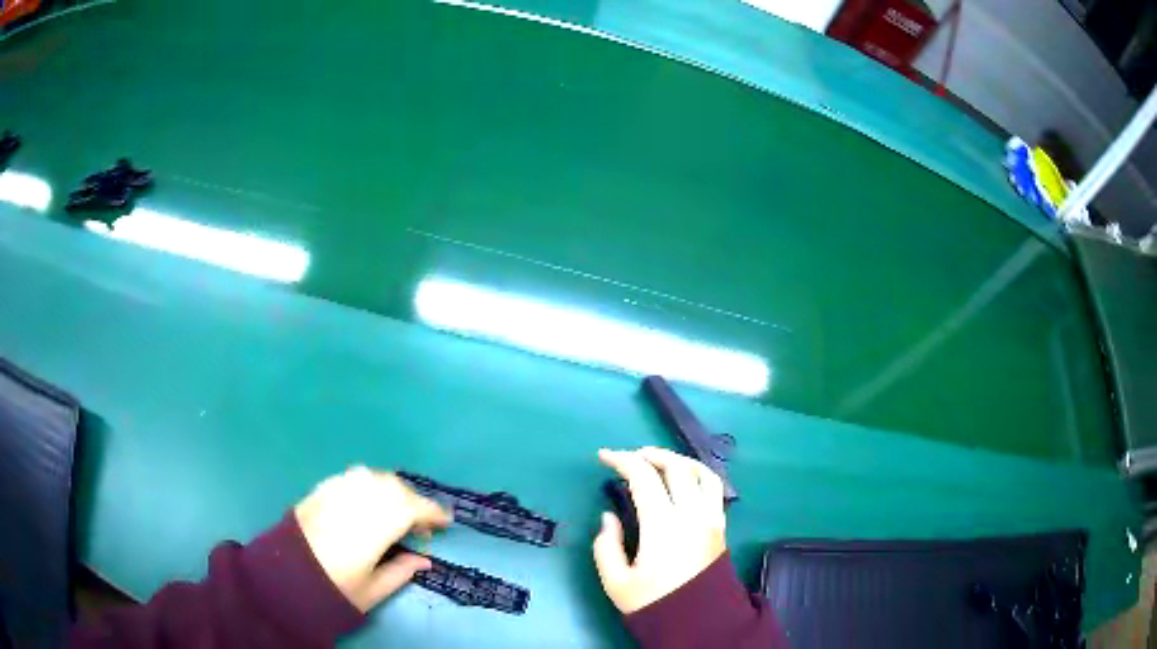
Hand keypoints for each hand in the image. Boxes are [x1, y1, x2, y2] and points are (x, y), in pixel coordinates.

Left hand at [294, 466, 451, 611]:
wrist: (286, 574)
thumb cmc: (334, 586)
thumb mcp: (374, 588)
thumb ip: (402, 570)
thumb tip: (424, 560)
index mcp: (376, 524)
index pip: (414, 508)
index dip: (433, 513)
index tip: (445, 522)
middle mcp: (360, 498)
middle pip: (396, 488)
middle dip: (414, 502)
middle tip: (419, 524)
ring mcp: (339, 489)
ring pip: (376, 478)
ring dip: (392, 491)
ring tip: (394, 512)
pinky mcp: (322, 488)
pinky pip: (355, 478)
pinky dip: (369, 486)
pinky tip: (367, 503)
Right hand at [592, 447, 727, 613]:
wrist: (698, 621)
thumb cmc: (655, 602)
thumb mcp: (616, 581)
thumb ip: (606, 546)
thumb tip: (609, 516)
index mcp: (663, 525)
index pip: (644, 477)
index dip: (622, 460)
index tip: (604, 456)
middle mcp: (691, 514)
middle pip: (676, 466)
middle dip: (650, 454)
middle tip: (630, 457)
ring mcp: (710, 518)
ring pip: (701, 472)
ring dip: (678, 460)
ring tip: (659, 462)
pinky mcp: (720, 525)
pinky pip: (714, 488)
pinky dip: (699, 474)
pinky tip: (685, 480)